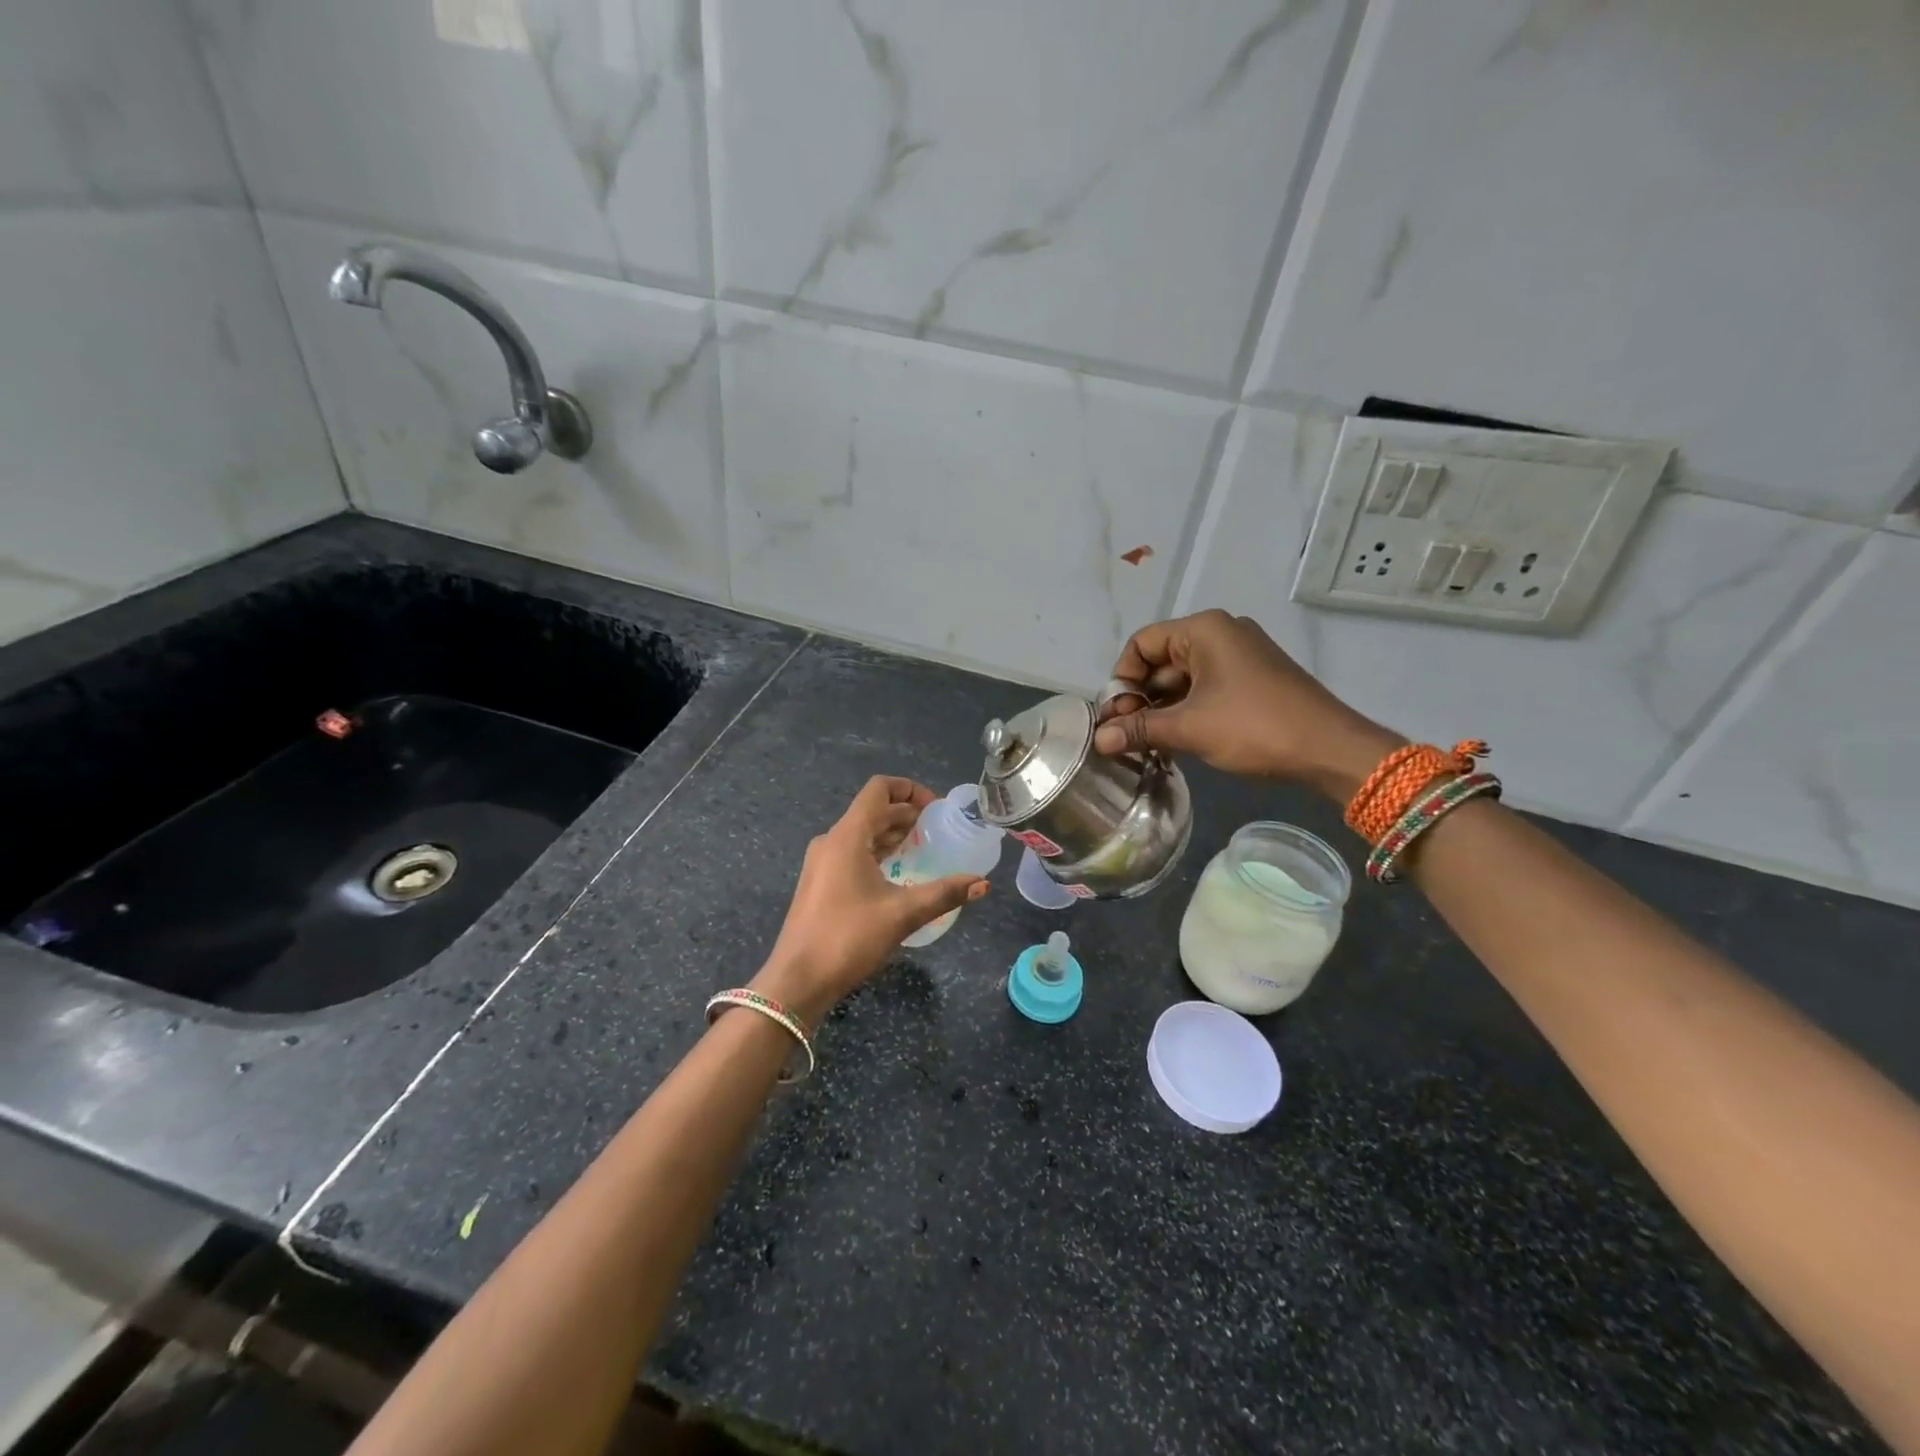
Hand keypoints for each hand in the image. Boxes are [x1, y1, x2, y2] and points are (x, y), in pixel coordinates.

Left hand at [754, 776, 987, 1024]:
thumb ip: (944, 894)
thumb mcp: (902, 914)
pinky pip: (853, 852)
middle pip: (872, 810)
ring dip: (892, 833)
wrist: (797, 981)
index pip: (879, 789)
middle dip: (906, 813)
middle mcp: (832, 840)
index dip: (910, 789)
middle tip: (938, 830)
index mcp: (847, 836)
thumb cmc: (848, 938)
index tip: (937, 808)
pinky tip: (897, 872)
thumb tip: (982, 884)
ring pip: (862, 832)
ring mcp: (822, 862)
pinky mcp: (820, 882)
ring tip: (923, 847)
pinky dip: (878, 851)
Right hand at [1092, 610, 1403, 802]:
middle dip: (1140, 697)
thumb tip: (1099, 740)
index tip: (1116, 716)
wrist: (1330, 749)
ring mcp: (1239, 656)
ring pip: (1182, 678)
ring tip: (1147, 743)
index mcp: (1204, 630)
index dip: (1122, 678)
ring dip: (1161, 709)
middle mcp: (1221, 633)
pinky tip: (1176, 740)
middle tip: (1127, 735)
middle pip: (1161, 660)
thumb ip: (1140, 729)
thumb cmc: (1254, 727)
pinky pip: (1205, 688)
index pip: (1142, 643)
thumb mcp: (1190, 728)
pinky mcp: (1252, 679)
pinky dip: (1186, 711)